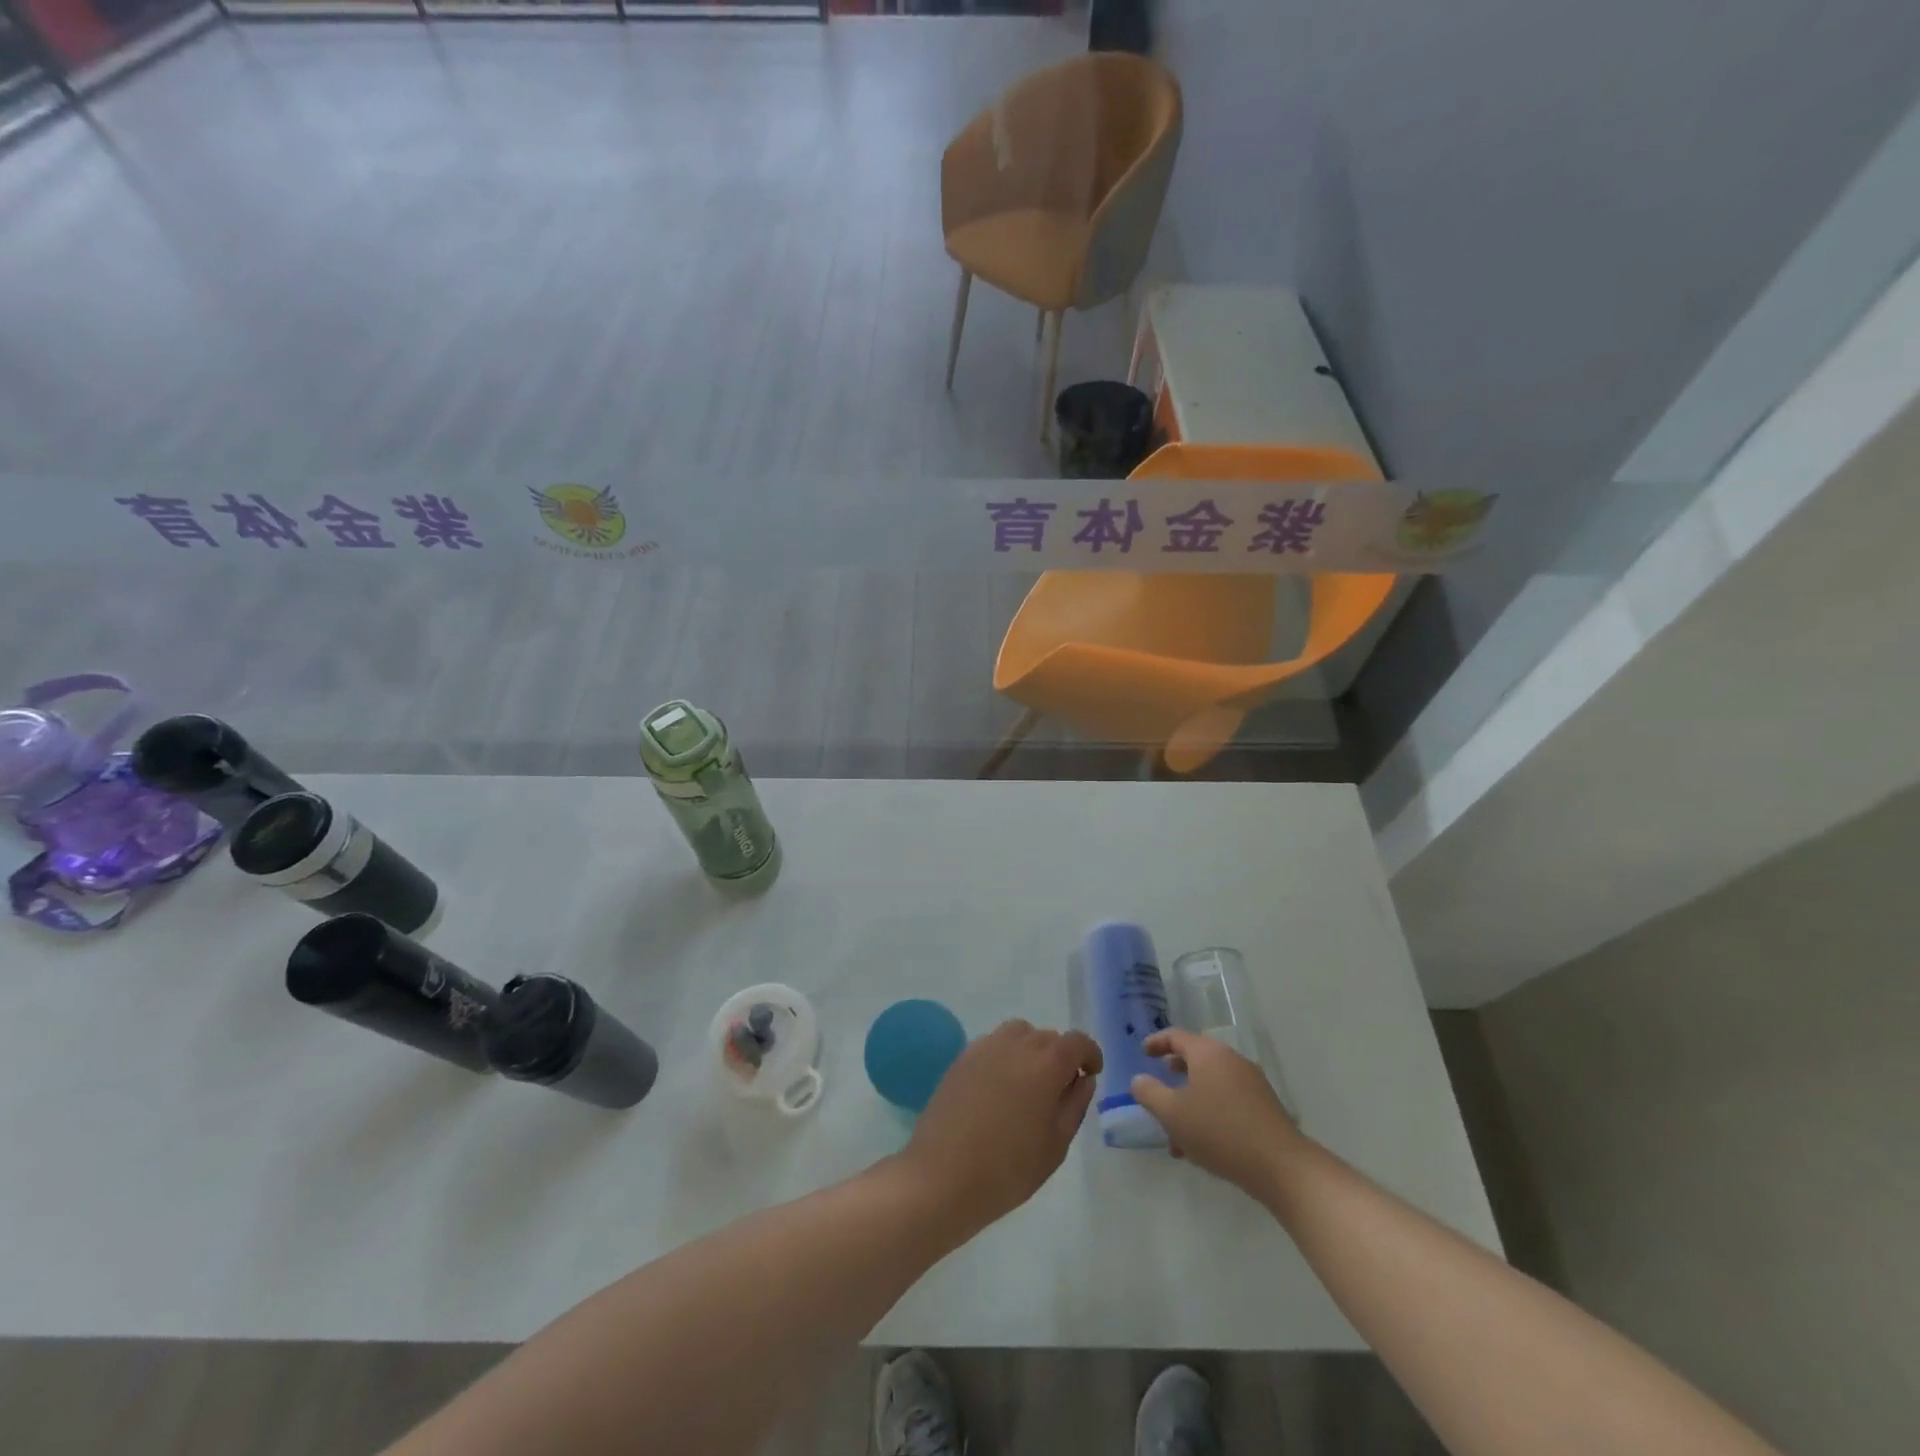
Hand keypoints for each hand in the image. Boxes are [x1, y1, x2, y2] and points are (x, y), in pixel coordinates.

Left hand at [895, 1019, 1101, 1235]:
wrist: (942, 1176)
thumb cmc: (1007, 1170)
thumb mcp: (1055, 1145)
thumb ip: (1074, 1105)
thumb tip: (1082, 1078)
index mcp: (1046, 1064)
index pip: (1077, 1041)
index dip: (1089, 1054)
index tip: (1091, 1073)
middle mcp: (1017, 1045)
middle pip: (1048, 1036)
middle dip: (1060, 1056)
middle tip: (1059, 1089)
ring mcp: (985, 1047)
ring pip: (1019, 1033)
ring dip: (1031, 1049)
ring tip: (1028, 1084)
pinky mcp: (962, 1057)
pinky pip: (993, 1044)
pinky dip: (1005, 1055)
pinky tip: (1000, 1088)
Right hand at [1130, 1029, 1300, 1195]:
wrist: (1281, 1167)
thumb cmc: (1219, 1132)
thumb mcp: (1173, 1113)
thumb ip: (1149, 1093)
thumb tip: (1139, 1080)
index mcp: (1208, 1053)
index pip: (1176, 1036)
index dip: (1156, 1042)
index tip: (1143, 1053)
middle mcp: (1231, 1060)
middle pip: (1196, 1059)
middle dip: (1174, 1075)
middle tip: (1158, 1087)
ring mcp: (1251, 1083)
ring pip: (1211, 1085)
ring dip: (1190, 1102)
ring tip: (1175, 1134)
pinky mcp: (1264, 1107)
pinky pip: (1227, 1101)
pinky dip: (1209, 1113)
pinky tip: (1201, 1147)